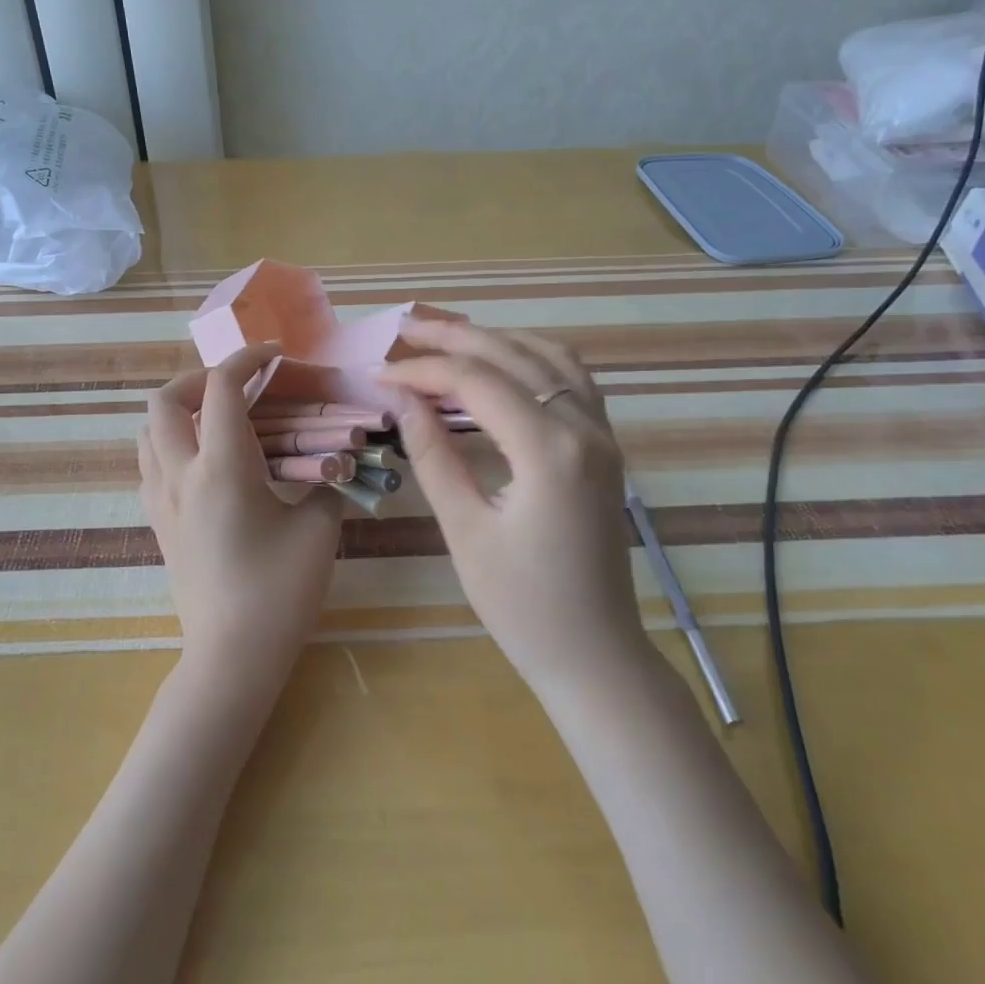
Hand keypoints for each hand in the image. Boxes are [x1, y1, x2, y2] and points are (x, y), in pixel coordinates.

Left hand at [139, 343, 343, 686]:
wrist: (231, 656)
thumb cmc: (279, 593)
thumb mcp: (318, 530)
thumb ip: (325, 483)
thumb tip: (329, 463)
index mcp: (222, 469)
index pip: (223, 388)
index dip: (248, 359)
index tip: (275, 357)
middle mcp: (181, 474)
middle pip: (165, 399)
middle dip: (201, 377)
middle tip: (239, 386)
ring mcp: (161, 499)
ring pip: (148, 429)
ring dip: (180, 409)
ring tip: (219, 418)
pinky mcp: (157, 521)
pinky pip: (149, 461)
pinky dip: (171, 441)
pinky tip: (204, 460)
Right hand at [380, 319, 648, 693]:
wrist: (596, 655)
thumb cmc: (523, 606)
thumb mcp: (465, 530)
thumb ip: (433, 455)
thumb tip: (401, 399)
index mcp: (550, 450)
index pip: (477, 383)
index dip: (422, 371)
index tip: (379, 373)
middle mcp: (584, 427)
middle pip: (513, 355)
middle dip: (454, 337)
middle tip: (404, 328)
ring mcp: (602, 433)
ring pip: (548, 356)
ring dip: (496, 339)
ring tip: (446, 336)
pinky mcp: (605, 446)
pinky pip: (571, 378)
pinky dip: (532, 357)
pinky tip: (502, 361)